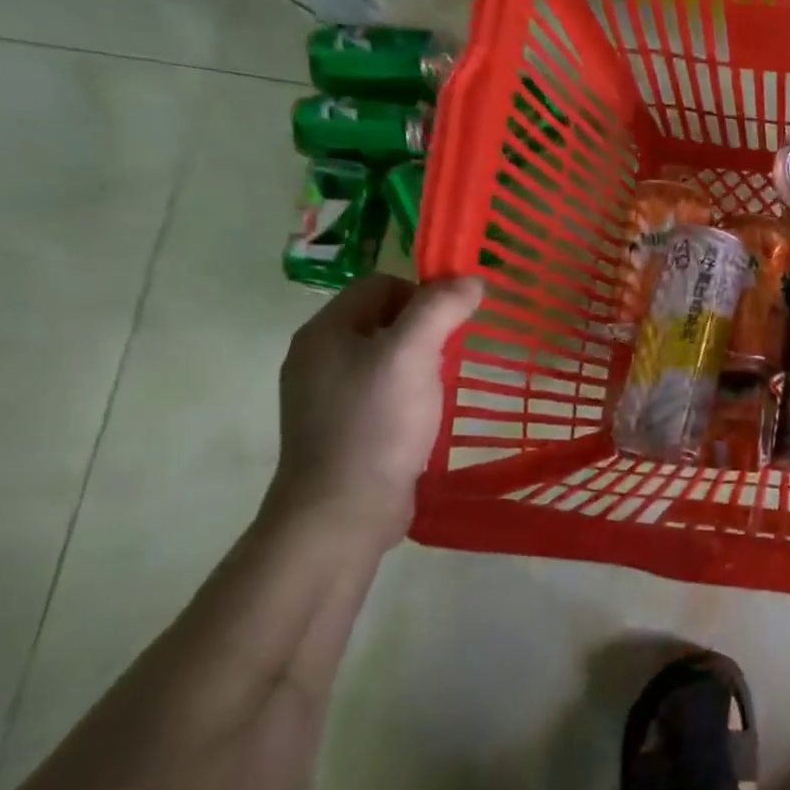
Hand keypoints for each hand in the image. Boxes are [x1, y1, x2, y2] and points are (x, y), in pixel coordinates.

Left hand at [268, 274, 482, 548]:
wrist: (343, 510)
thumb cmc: (377, 423)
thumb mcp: (413, 354)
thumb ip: (441, 308)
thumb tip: (471, 279)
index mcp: (325, 330)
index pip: (381, 284)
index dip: (423, 294)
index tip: (453, 325)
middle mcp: (318, 356)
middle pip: (383, 317)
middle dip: (425, 329)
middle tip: (450, 358)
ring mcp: (325, 394)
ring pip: (384, 355)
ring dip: (419, 363)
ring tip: (440, 388)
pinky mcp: (340, 426)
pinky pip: (380, 389)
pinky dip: (407, 393)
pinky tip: (423, 416)